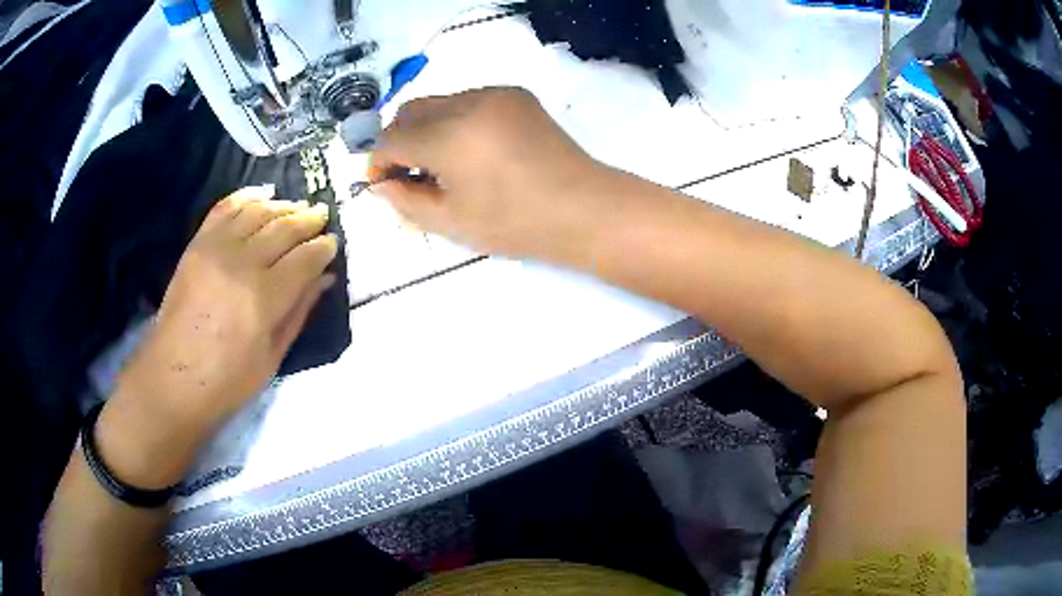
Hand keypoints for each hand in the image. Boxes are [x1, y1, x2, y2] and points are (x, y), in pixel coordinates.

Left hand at [112, 186, 337, 435]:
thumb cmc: (226, 381)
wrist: (171, 379)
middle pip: (284, 227)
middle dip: (309, 219)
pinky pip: (225, 207)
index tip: (333, 243)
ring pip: (258, 211)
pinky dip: (247, 196)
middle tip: (322, 216)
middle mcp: (242, 263)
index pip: (305, 258)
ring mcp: (216, 248)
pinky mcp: (197, 244)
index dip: (324, 247)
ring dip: (283, 206)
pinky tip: (263, 195)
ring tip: (297, 208)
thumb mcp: (272, 358)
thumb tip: (324, 279)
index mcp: (264, 298)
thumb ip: (299, 313)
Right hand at [369, 87, 609, 258]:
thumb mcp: (451, 222)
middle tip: (409, 174)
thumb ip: (405, 201)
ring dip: (426, 129)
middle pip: (410, 111)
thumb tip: (380, 184)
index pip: (391, 139)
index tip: (382, 183)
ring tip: (442, 164)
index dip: (378, 162)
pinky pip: (467, 100)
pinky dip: (455, 120)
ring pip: (438, 103)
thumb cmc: (516, 224)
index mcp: (449, 137)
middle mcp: (468, 103)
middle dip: (399, 141)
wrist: (584, 208)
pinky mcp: (515, 94)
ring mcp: (494, 94)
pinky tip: (472, 149)